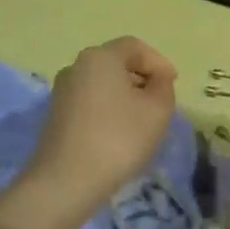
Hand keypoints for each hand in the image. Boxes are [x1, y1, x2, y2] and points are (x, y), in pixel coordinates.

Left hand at [23, 37, 178, 211]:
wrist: (66, 181)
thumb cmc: (118, 138)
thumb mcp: (157, 110)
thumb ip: (163, 86)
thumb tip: (156, 79)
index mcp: (100, 57)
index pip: (135, 47)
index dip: (158, 62)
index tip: (173, 83)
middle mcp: (76, 67)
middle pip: (116, 63)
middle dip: (141, 78)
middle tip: (160, 101)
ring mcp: (61, 92)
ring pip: (102, 84)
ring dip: (124, 95)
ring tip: (142, 120)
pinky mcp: (55, 116)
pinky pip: (89, 102)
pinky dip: (107, 109)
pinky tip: (118, 133)